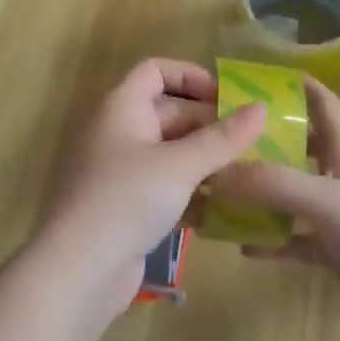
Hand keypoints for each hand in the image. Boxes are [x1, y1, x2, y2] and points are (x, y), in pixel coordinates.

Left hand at [37, 58, 266, 316]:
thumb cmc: (127, 199)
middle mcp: (118, 132)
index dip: (190, 76)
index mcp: (122, 108)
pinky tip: (224, 207)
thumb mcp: (180, 164)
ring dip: (204, 160)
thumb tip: (261, 108)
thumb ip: (222, 138)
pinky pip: (164, 186)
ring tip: (248, 172)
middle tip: (252, 141)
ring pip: (169, 153)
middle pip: (167, 112)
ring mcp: (120, 171)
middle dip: (208, 124)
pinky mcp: (125, 207)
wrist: (78, 269)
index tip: (227, 97)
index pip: (154, 71)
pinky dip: (191, 190)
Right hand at [212, 77, 339, 340]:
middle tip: (222, 138)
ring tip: (221, 190)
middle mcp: (339, 178)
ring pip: (291, 195)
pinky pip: (295, 240)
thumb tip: (214, 170)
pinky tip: (243, 246)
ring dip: (260, 193)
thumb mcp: (326, 200)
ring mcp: (338, 217)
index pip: (322, 104)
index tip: (257, 77)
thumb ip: (272, 183)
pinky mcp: (336, 254)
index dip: (297, 85)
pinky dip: (271, 241)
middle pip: (298, 148)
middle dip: (264, 140)